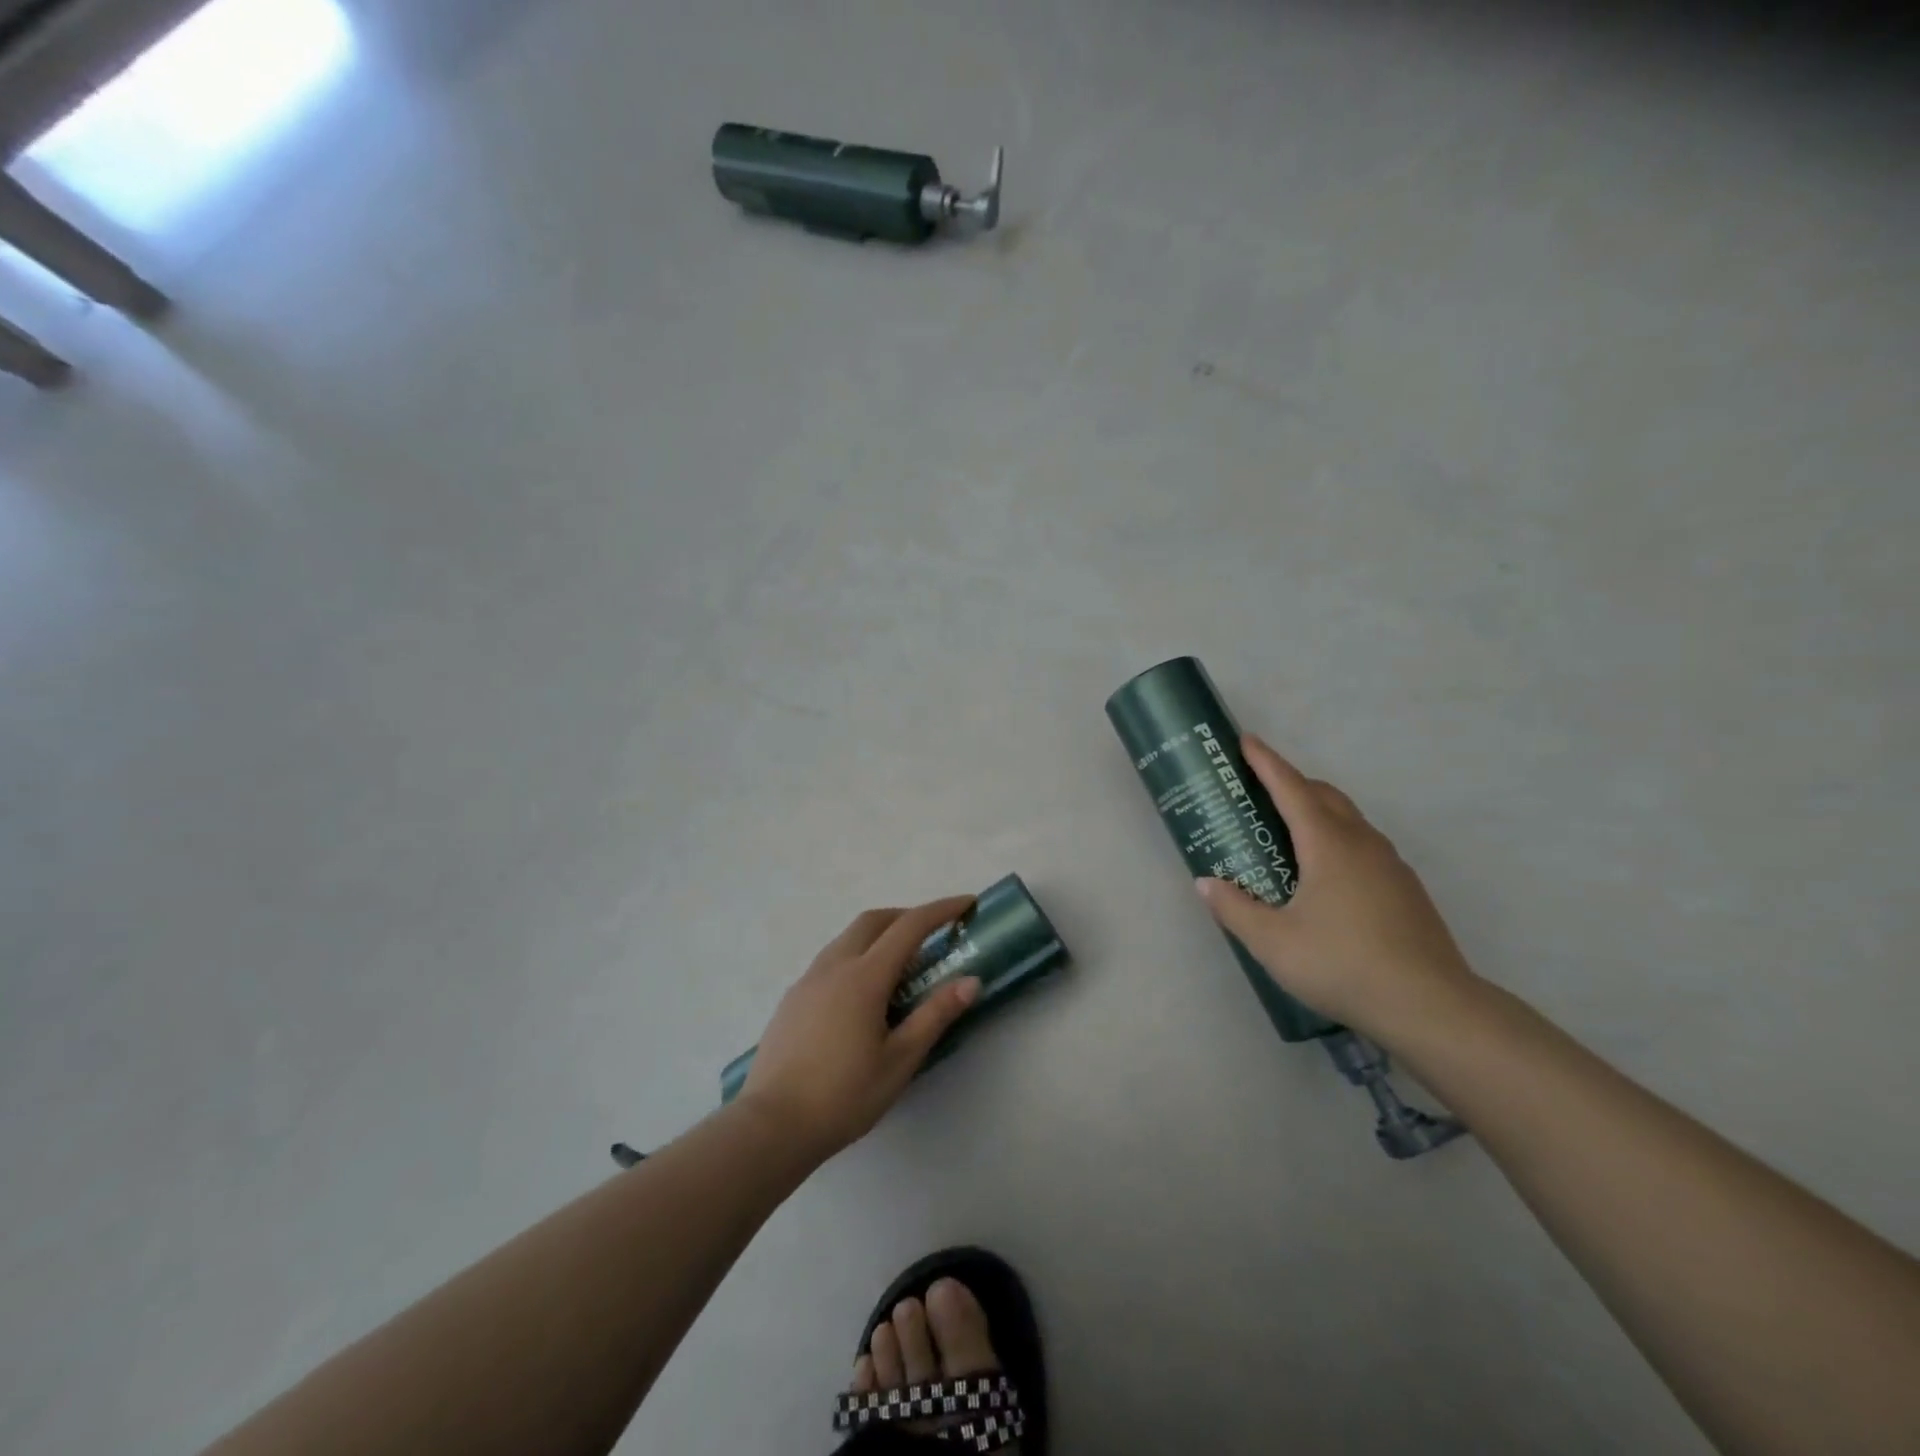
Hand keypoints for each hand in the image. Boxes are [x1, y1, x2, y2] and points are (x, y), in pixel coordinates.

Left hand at [740, 896, 980, 1161]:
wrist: (771, 1126)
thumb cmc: (843, 1095)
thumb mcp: (900, 1060)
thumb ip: (935, 1015)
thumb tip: (970, 980)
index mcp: (864, 977)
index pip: (910, 926)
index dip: (941, 910)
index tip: (966, 904)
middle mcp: (834, 966)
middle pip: (874, 920)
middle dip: (907, 916)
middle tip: (933, 933)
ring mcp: (808, 980)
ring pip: (848, 937)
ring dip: (879, 934)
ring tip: (901, 965)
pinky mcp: (792, 998)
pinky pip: (831, 959)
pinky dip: (857, 955)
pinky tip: (863, 994)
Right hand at [1195, 733, 1480, 1045]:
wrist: (1431, 1007)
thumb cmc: (1342, 965)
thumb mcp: (1273, 942)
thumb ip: (1235, 909)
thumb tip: (1206, 883)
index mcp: (1328, 845)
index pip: (1291, 789)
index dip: (1266, 762)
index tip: (1247, 740)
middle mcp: (1362, 844)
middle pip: (1325, 796)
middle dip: (1292, 782)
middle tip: (1260, 788)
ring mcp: (1391, 866)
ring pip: (1349, 820)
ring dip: (1318, 810)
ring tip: (1289, 830)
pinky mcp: (1406, 890)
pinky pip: (1364, 845)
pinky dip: (1337, 838)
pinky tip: (1326, 874)